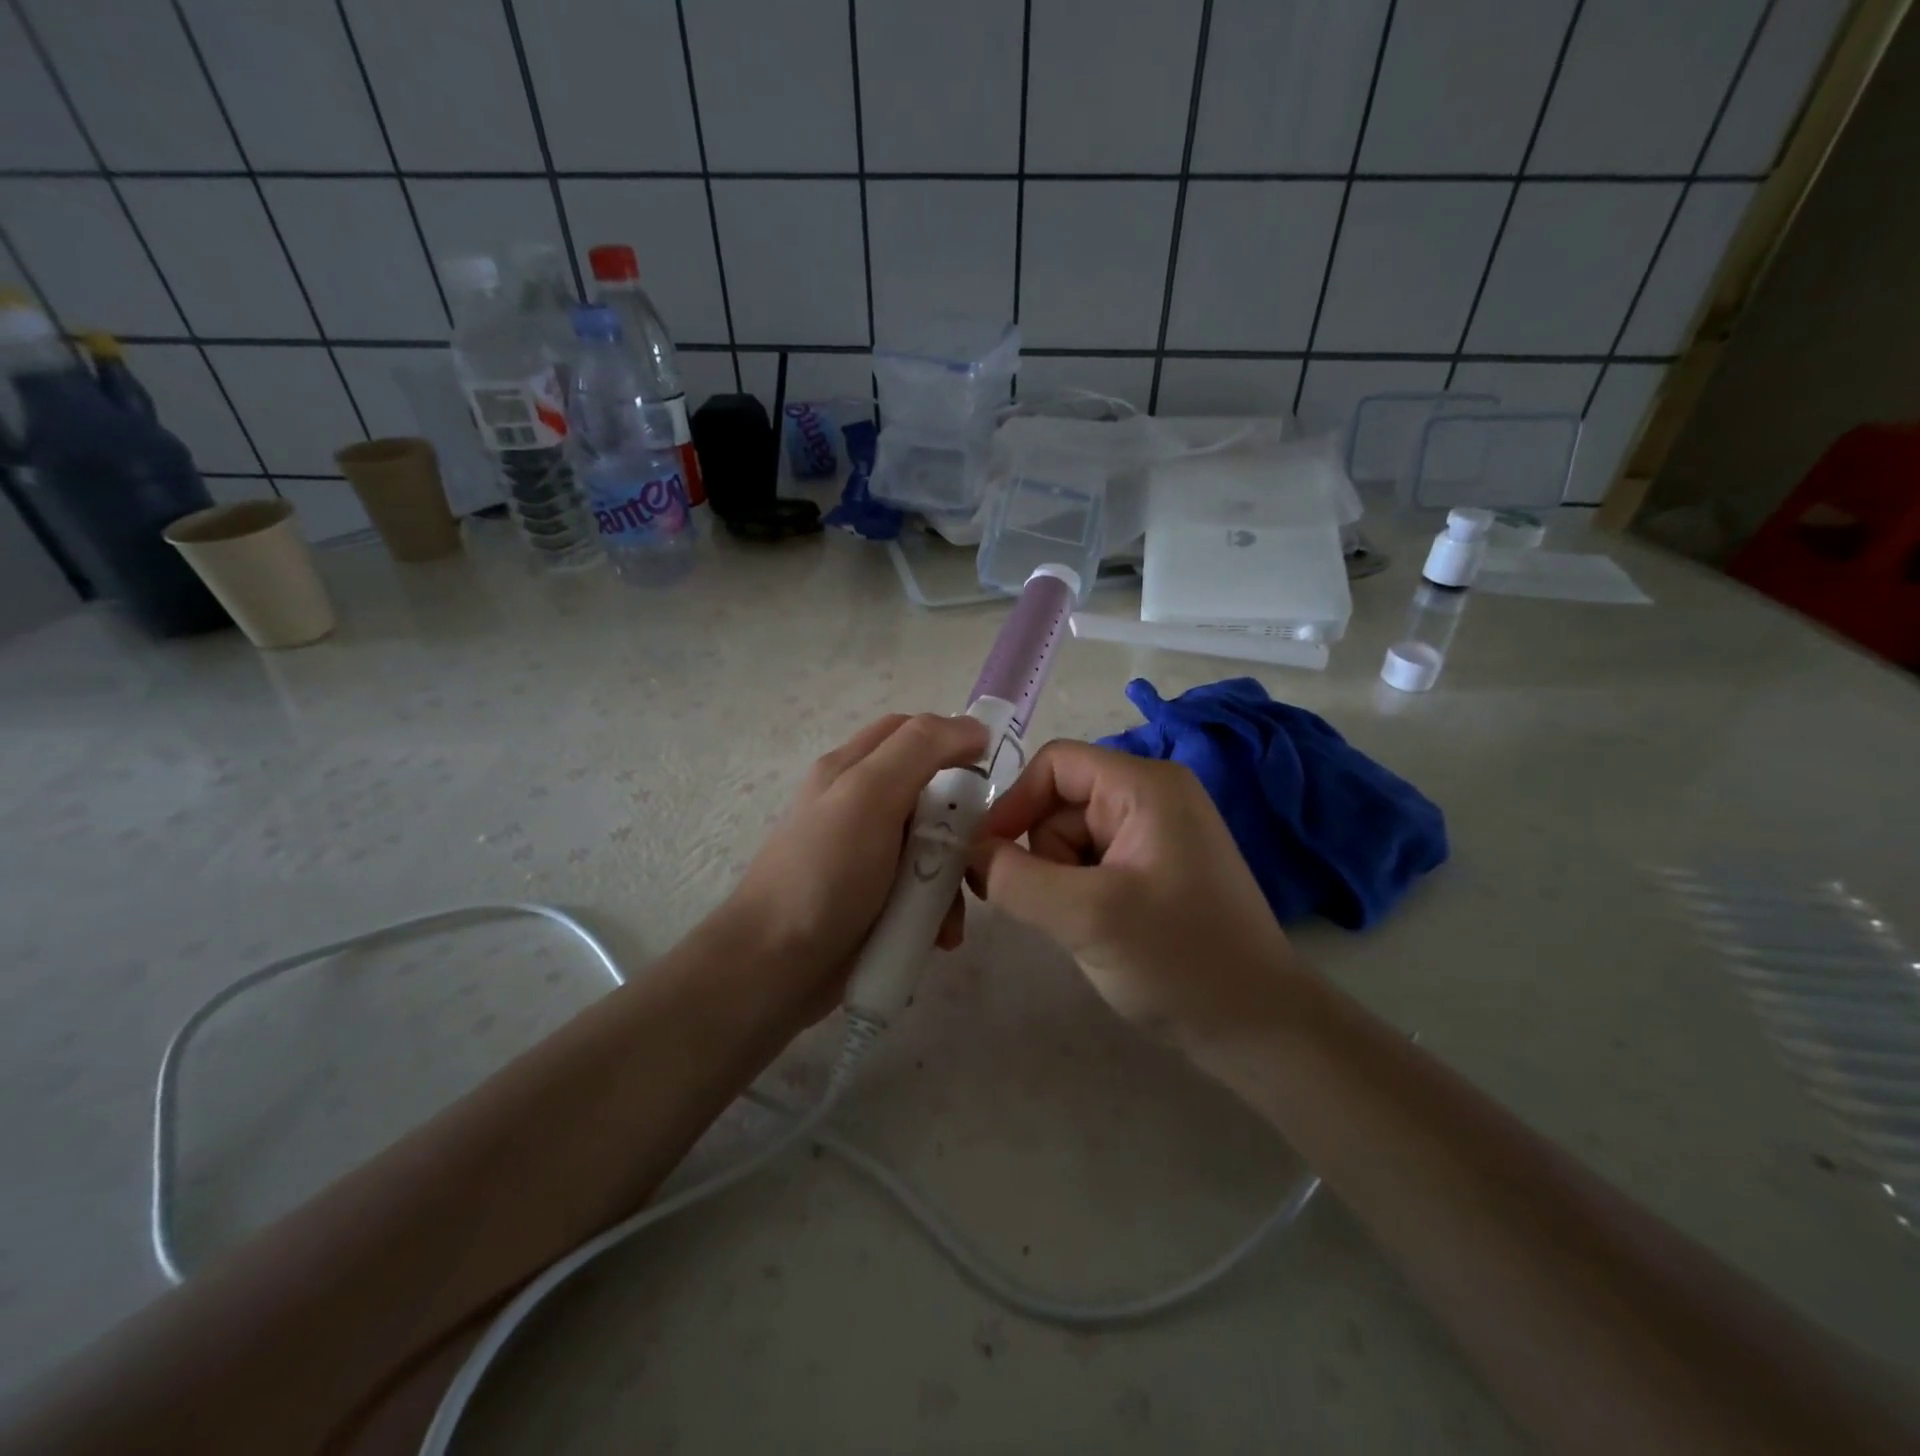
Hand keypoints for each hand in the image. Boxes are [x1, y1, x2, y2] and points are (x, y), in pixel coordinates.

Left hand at [719, 713, 987, 1023]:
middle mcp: (859, 805)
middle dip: (960, 825)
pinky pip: (920, 891)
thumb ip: (920, 750)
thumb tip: (974, 726)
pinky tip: (938, 936)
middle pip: (929, 793)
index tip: (993, 774)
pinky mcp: (874, 901)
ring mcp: (866, 856)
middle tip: (977, 851)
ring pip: (931, 848)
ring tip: (952, 914)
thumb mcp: (870, 795)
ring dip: (951, 879)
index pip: (912, 732)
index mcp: (852, 768)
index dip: (954, 741)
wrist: (773, 969)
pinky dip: (936, 911)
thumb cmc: (824, 874)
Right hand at [969, 740, 1304, 1046]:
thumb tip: (967, 851)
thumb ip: (1015, 878)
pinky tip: (1098, 930)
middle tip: (1055, 908)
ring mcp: (1155, 834)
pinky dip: (1076, 893)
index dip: (1013, 803)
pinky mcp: (1152, 869)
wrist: (1256, 1028)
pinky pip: (1090, 864)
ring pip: (1069, 839)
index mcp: (1145, 785)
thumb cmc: (1179, 960)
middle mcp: (1151, 797)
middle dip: (1042, 854)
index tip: (986, 858)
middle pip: (1059, 803)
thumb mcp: (1087, 916)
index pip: (1055, 764)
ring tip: (1085, 925)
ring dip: (1058, 880)